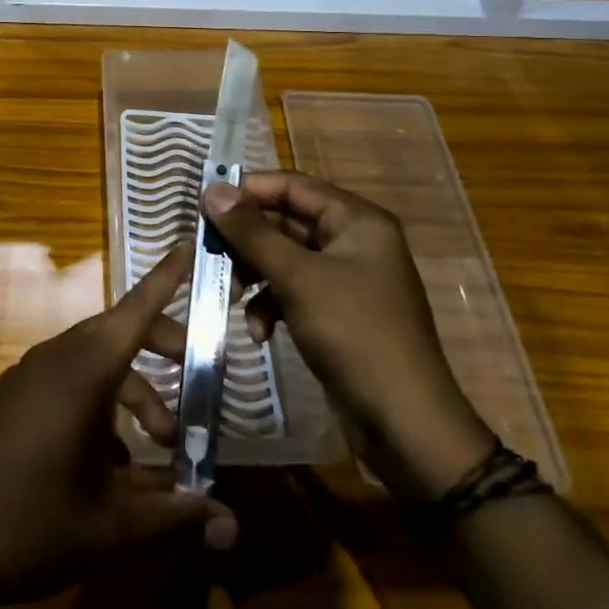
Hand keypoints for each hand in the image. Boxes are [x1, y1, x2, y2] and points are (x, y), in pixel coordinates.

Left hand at [0, 243, 237, 608]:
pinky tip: (107, 465)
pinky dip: (96, 405)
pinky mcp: (8, 398)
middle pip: (119, 335)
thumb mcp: (110, 528)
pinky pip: (64, 383)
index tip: (189, 244)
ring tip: (156, 447)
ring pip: (93, 364)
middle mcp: (54, 359)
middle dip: (162, 350)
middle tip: (196, 381)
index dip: (166, 277)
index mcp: (82, 371)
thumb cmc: (28, 526)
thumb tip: (234, 526)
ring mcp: (26, 376)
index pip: (136, 310)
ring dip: (131, 393)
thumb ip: (175, 518)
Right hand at [203, 172, 493, 499]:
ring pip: (285, 258)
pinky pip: (294, 291)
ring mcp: (347, 279)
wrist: (404, 422)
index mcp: (357, 220)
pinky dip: (271, 305)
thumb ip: (252, 232)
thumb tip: (213, 190)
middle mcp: (354, 241)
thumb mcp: (297, 277)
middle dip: (246, 241)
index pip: (292, 186)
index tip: (204, 206)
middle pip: (286, 222)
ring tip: (232, 297)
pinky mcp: (338, 312)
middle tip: (208, 256)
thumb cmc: (354, 334)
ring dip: (254, 275)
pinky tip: (259, 332)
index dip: (248, 191)